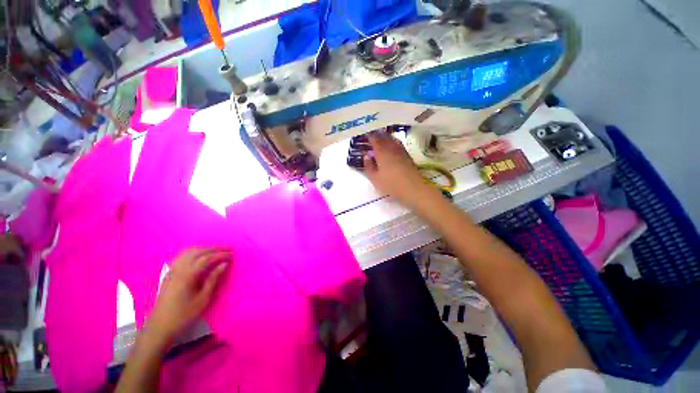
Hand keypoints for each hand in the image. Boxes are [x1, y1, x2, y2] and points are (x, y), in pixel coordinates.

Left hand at [146, 248, 230, 340]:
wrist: (160, 327)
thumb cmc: (184, 315)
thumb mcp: (203, 299)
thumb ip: (213, 279)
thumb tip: (224, 264)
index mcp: (187, 276)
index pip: (207, 258)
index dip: (221, 255)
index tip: (233, 254)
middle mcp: (178, 269)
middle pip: (198, 251)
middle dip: (214, 248)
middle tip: (227, 250)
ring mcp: (171, 270)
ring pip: (188, 251)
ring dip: (204, 249)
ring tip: (216, 251)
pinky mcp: (168, 273)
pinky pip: (181, 256)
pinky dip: (193, 252)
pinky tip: (199, 257)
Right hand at [364, 132, 440, 208]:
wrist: (412, 188)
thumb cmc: (391, 184)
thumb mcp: (375, 178)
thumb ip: (369, 166)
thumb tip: (366, 156)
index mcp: (382, 152)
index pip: (375, 139)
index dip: (370, 136)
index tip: (365, 134)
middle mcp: (392, 148)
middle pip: (384, 137)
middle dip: (377, 135)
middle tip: (372, 134)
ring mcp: (401, 151)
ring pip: (392, 139)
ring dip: (386, 137)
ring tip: (382, 137)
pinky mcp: (407, 156)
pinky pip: (398, 144)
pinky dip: (393, 142)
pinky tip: (393, 145)